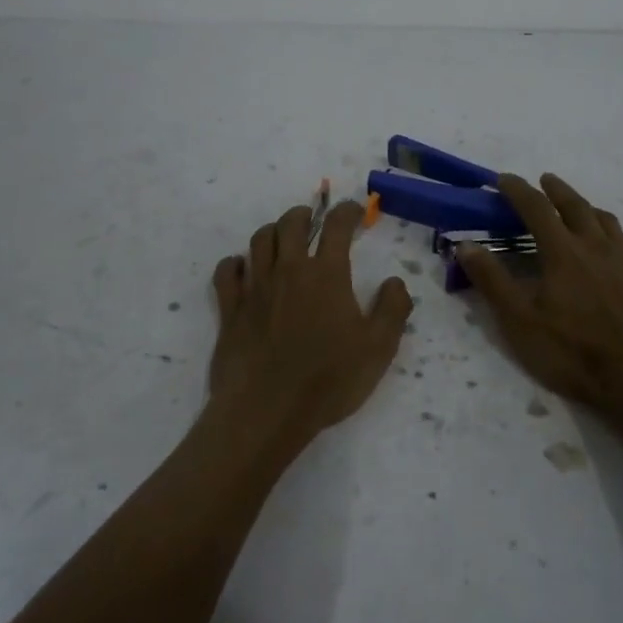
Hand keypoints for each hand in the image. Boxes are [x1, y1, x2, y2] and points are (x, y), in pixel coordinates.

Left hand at [208, 199, 413, 453]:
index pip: (336, 226)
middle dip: (305, 215)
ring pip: (259, 240)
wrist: (266, 411)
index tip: (355, 211)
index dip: (347, 211)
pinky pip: (227, 272)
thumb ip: (393, 310)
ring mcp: (255, 288)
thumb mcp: (378, 349)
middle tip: (313, 221)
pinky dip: (235, 263)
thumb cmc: (328, 380)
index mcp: (326, 274)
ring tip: (282, 239)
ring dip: (273, 232)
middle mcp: (288, 271)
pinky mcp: (230, 309)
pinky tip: (243, 268)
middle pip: (291, 224)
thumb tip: (395, 281)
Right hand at [457, 173, 622, 431]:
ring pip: (609, 223)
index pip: (536, 209)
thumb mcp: (519, 321)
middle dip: (557, 190)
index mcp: (562, 253)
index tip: (504, 180)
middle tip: (544, 181)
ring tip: (581, 209)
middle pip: (575, 207)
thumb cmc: (573, 352)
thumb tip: (466, 244)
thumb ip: (492, 280)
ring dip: (590, 210)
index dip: (518, 190)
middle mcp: (596, 247)